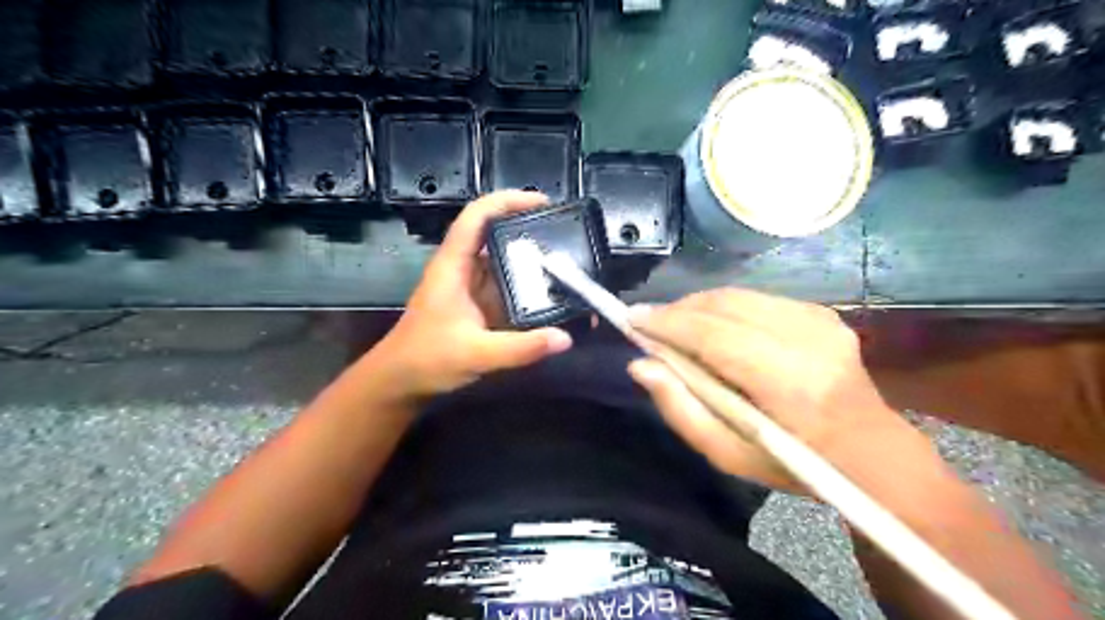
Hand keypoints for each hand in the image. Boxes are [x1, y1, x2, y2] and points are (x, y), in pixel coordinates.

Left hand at [363, 191, 574, 398]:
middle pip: (495, 234)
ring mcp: (471, 287)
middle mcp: (463, 269)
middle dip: (528, 229)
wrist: (400, 382)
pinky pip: (507, 287)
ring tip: (568, 262)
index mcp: (453, 266)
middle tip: (566, 235)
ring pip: (503, 261)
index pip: (477, 216)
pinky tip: (551, 294)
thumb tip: (565, 339)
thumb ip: (521, 348)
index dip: (507, 201)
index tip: (543, 202)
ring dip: (531, 259)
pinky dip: (528, 287)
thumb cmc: (426, 360)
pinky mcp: (478, 305)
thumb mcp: (476, 354)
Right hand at [624, 288, 891, 492]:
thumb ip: (680, 409)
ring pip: (738, 295)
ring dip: (698, 307)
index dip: (669, 323)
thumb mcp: (728, 455)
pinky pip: (756, 299)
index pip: (715, 336)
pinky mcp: (822, 312)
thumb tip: (640, 365)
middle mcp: (808, 341)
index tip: (631, 318)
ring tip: (675, 326)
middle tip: (649, 324)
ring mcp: (820, 321)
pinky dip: (724, 308)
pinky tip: (713, 328)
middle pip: (724, 305)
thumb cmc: (794, 464)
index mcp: (789, 384)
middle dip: (678, 310)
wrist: (871, 452)